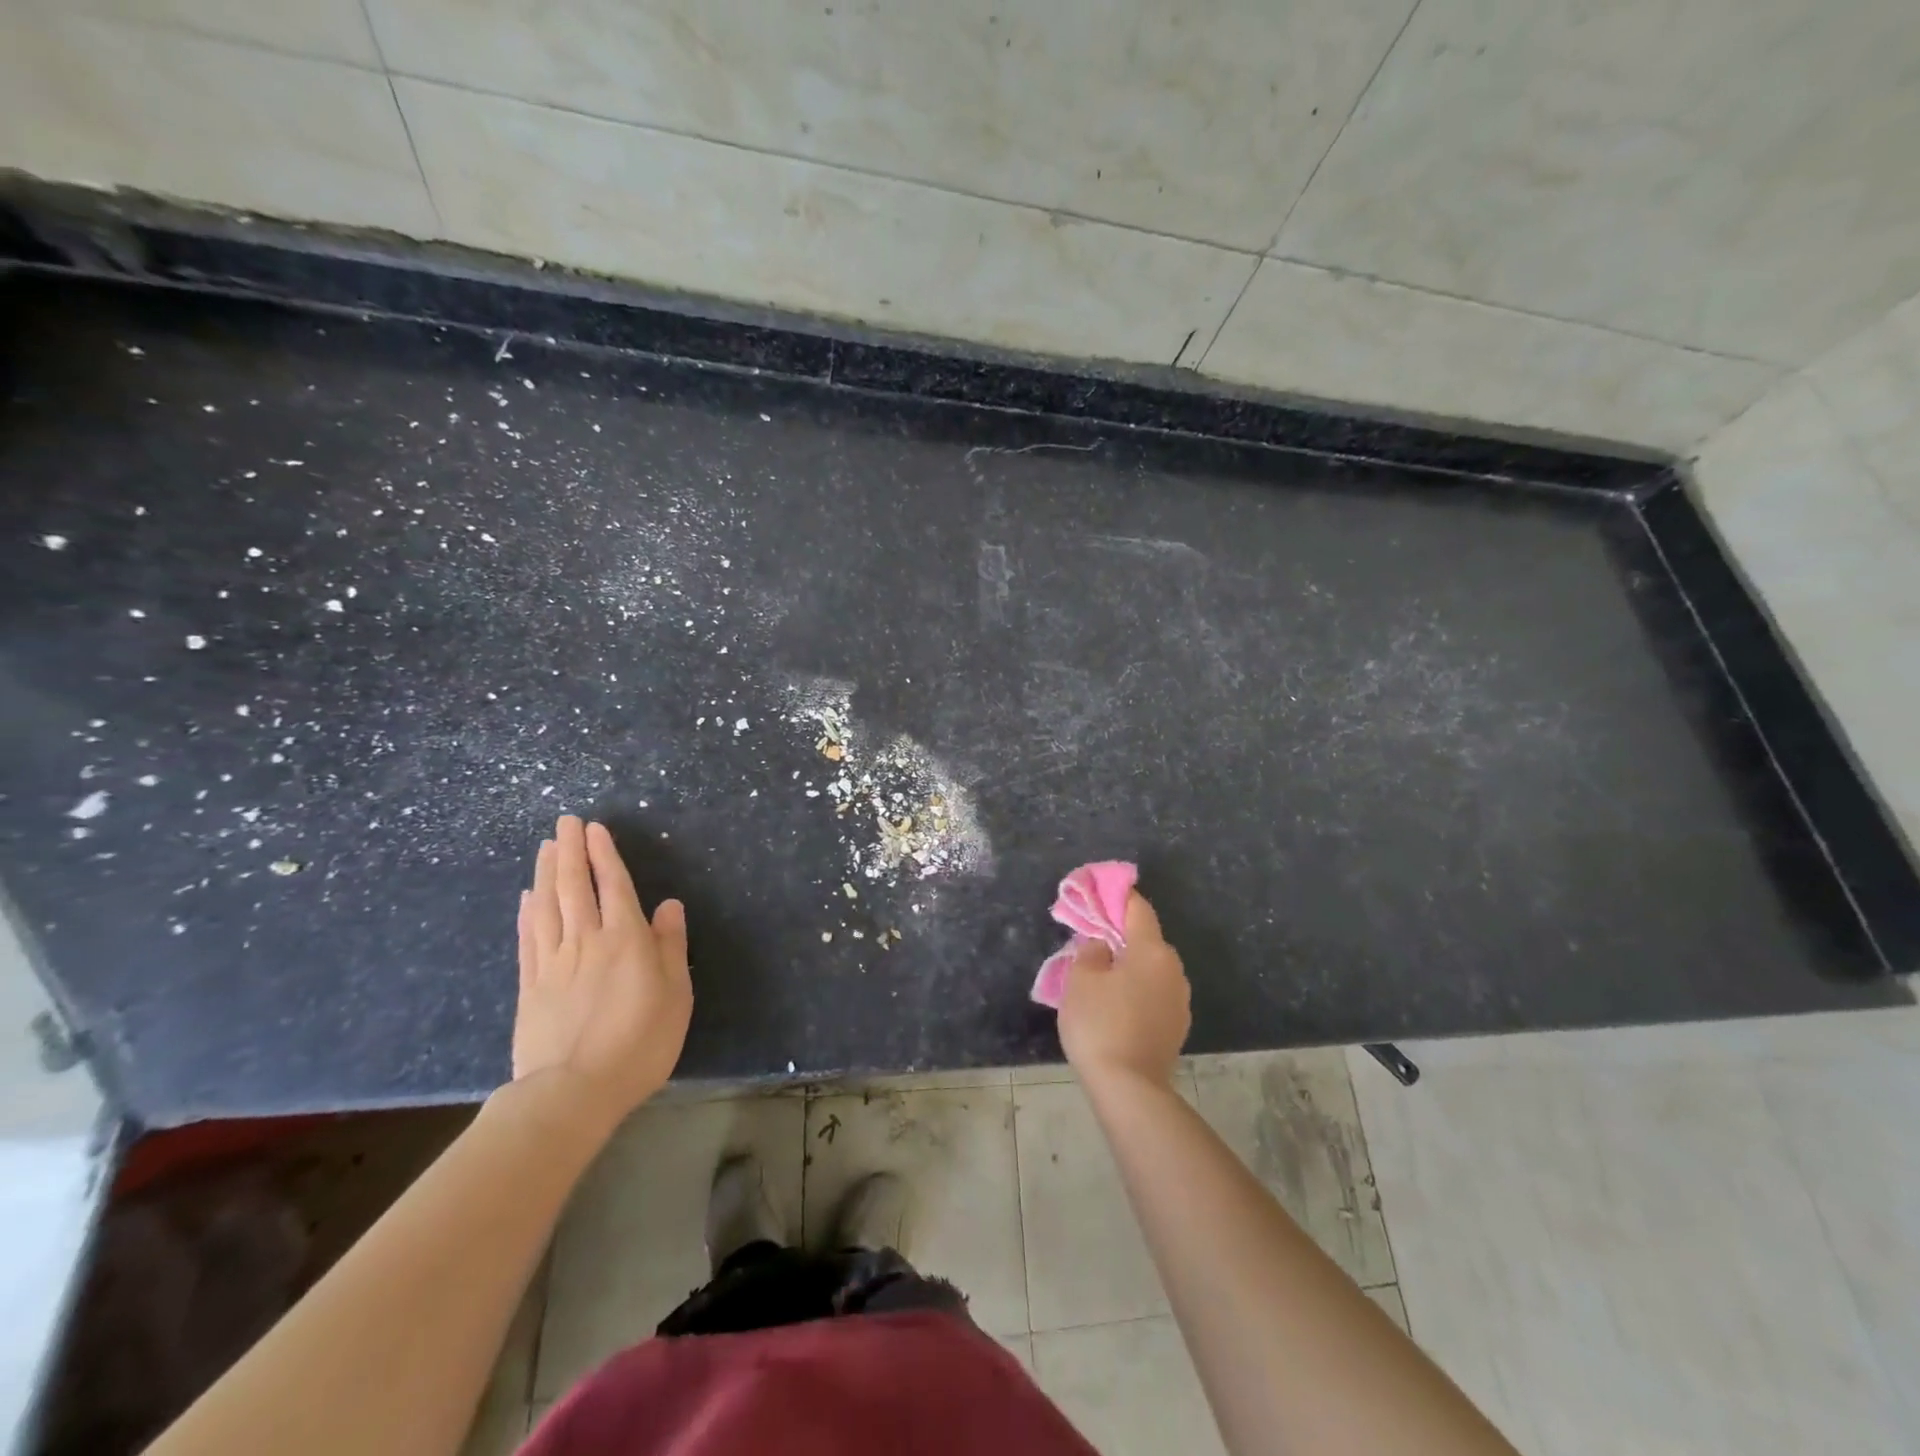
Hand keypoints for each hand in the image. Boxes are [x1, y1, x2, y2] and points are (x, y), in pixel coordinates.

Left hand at [513, 816, 691, 1129]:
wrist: (573, 1092)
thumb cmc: (640, 1042)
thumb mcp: (676, 994)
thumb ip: (671, 946)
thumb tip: (669, 904)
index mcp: (626, 939)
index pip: (613, 885)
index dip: (603, 854)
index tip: (593, 828)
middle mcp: (587, 940)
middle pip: (574, 887)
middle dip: (569, 851)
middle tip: (564, 823)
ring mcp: (553, 962)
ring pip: (547, 906)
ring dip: (546, 872)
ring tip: (545, 847)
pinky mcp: (530, 986)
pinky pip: (528, 938)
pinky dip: (527, 912)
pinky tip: (527, 897)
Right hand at [1057, 891, 1190, 1088]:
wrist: (1129, 1089)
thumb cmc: (1100, 1025)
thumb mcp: (1080, 980)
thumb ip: (1091, 951)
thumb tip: (1103, 944)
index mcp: (1152, 950)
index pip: (1138, 908)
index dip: (1118, 896)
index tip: (1099, 893)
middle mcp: (1173, 969)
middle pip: (1146, 939)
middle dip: (1120, 936)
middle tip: (1091, 942)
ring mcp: (1180, 1000)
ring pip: (1151, 968)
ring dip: (1129, 965)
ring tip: (1101, 976)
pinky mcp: (1177, 1026)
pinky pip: (1154, 993)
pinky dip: (1137, 990)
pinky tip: (1116, 1004)